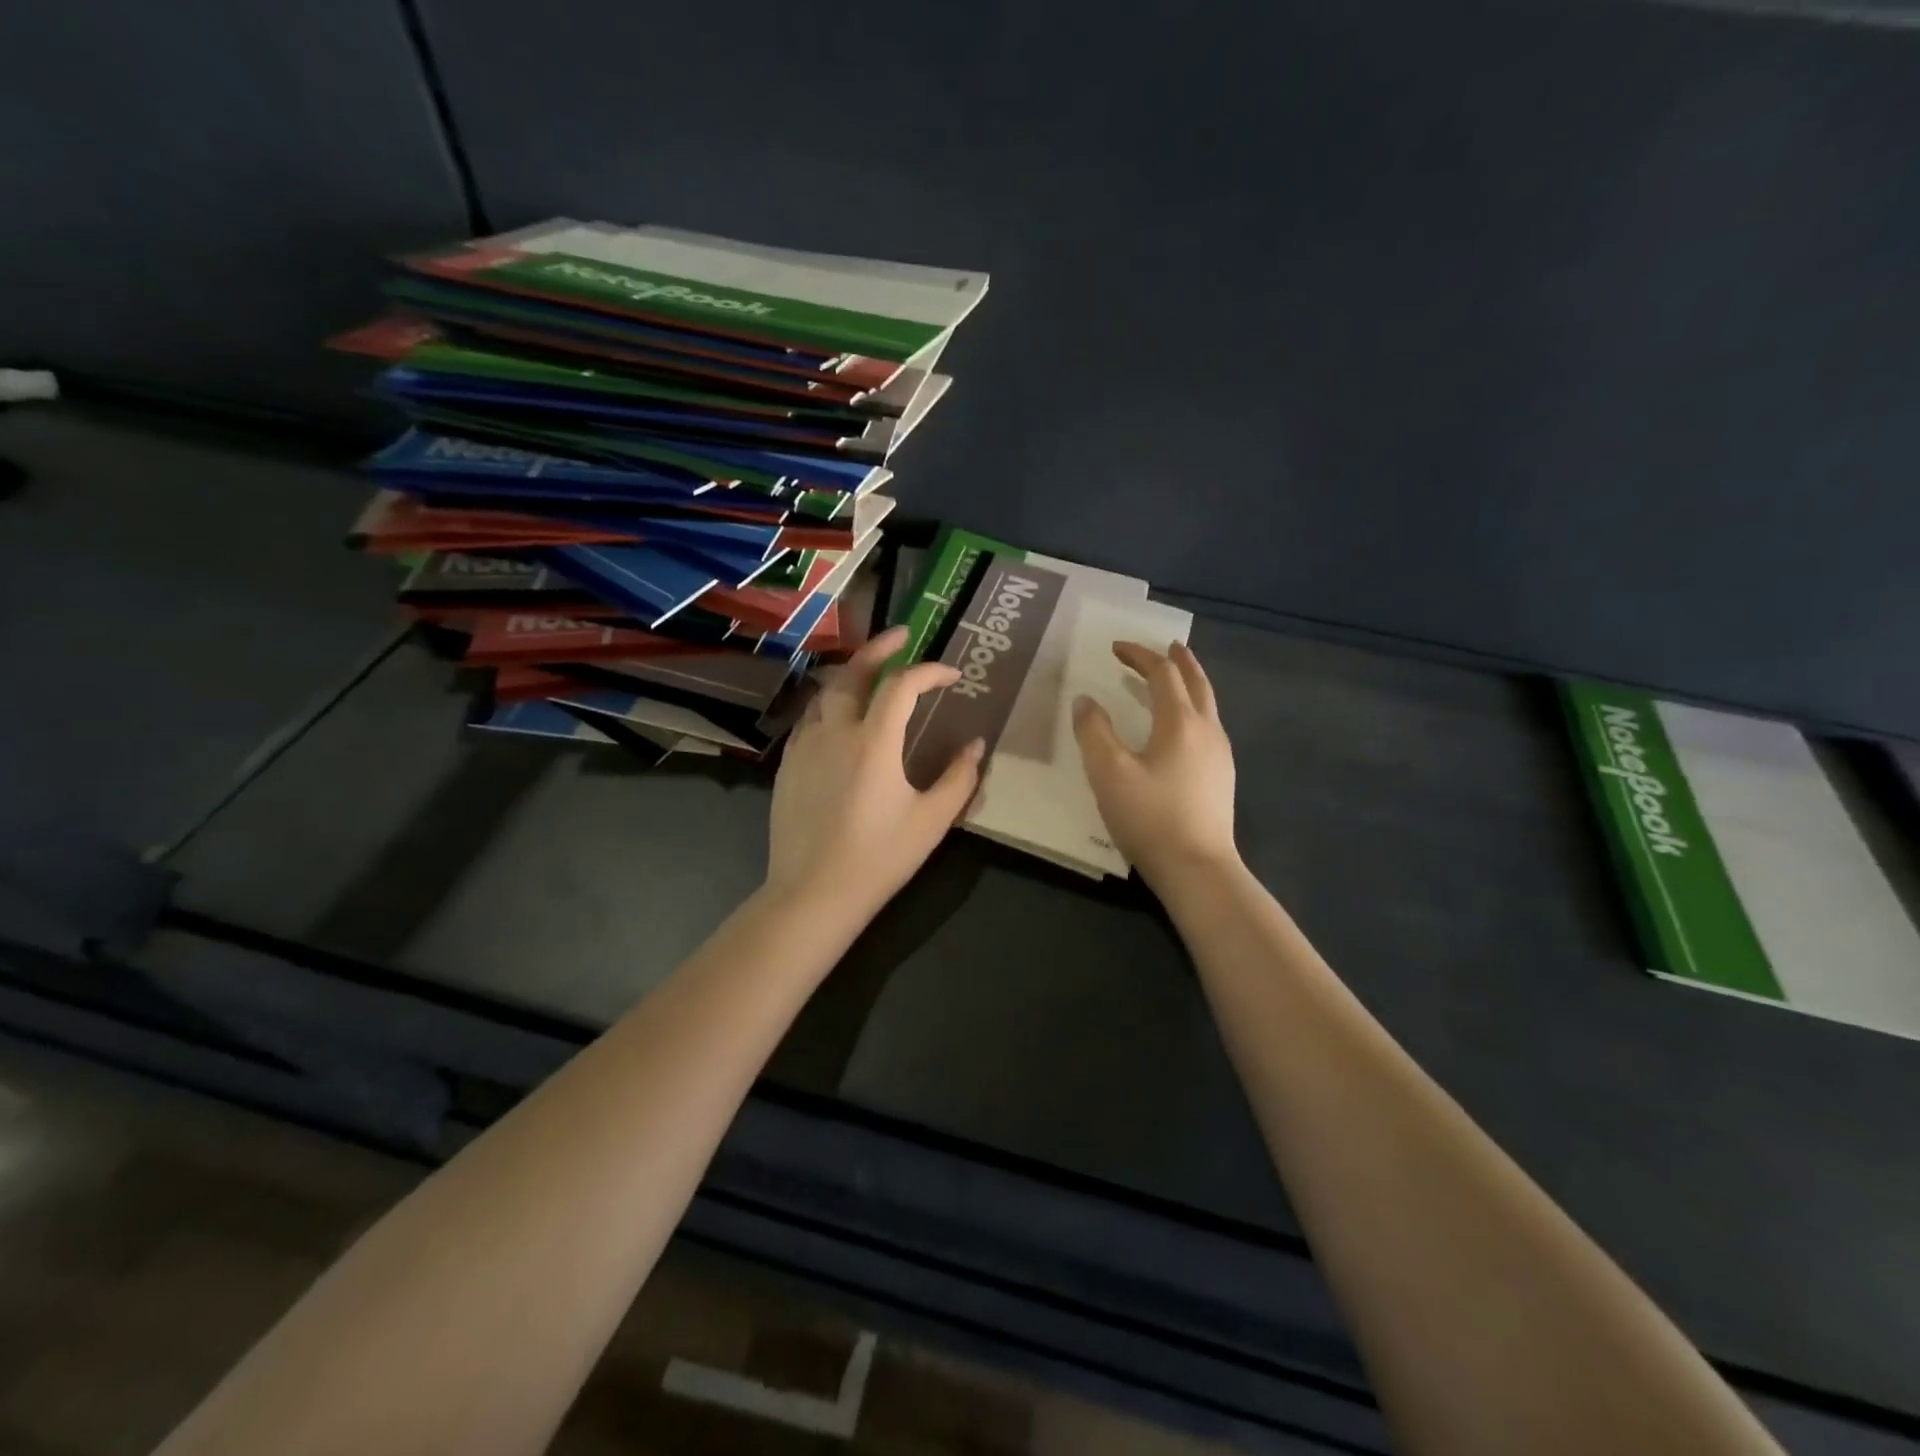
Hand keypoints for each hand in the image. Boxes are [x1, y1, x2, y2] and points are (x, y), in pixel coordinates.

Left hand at [766, 625, 984, 916]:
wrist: (813, 893)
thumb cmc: (879, 858)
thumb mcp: (931, 821)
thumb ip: (959, 778)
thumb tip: (976, 746)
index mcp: (873, 741)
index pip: (902, 685)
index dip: (930, 671)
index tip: (952, 675)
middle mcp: (835, 732)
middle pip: (854, 673)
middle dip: (880, 649)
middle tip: (902, 637)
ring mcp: (805, 747)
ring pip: (826, 693)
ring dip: (852, 675)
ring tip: (871, 674)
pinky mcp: (788, 765)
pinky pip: (810, 720)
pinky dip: (831, 705)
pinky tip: (840, 719)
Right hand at [1073, 641, 1238, 888]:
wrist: (1198, 869)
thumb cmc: (1149, 817)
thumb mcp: (1108, 773)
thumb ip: (1093, 732)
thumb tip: (1085, 700)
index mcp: (1180, 722)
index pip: (1162, 673)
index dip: (1139, 655)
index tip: (1116, 648)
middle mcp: (1207, 729)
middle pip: (1196, 681)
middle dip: (1179, 660)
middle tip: (1166, 646)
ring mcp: (1220, 754)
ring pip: (1207, 704)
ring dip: (1190, 683)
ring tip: (1174, 679)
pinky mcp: (1222, 777)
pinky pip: (1208, 726)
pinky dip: (1193, 708)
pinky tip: (1182, 727)